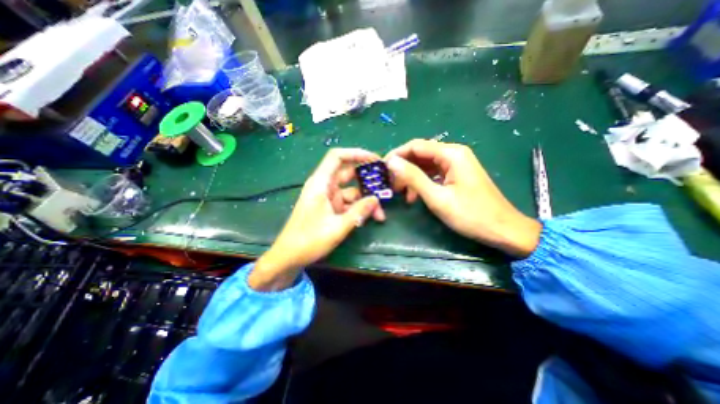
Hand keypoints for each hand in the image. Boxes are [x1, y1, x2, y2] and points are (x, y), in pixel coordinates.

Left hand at [253, 149, 387, 290]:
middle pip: (348, 173)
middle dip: (367, 180)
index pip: (337, 157)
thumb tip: (376, 200)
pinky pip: (348, 203)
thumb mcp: (337, 227)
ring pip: (351, 191)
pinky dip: (358, 209)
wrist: (289, 256)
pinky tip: (368, 219)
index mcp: (321, 183)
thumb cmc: (309, 240)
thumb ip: (358, 212)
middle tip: (385, 186)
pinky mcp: (330, 208)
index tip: (375, 160)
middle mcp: (324, 186)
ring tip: (379, 215)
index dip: (356, 154)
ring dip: (365, 201)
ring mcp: (328, 198)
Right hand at [386, 141, 536, 256]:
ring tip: (401, 194)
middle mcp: (453, 153)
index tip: (382, 169)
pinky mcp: (456, 175)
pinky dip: (421, 182)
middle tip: (391, 185)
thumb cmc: (471, 215)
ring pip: (425, 165)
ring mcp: (456, 164)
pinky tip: (415, 196)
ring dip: (411, 177)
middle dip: (403, 168)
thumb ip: (413, 177)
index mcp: (451, 154)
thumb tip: (391, 162)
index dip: (396, 155)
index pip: (415, 146)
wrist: (503, 230)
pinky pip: (433, 173)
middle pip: (420, 154)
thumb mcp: (437, 197)